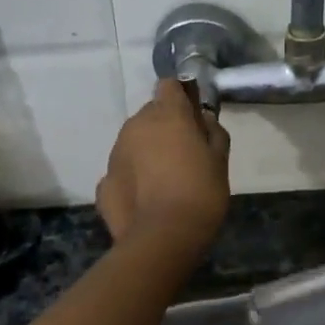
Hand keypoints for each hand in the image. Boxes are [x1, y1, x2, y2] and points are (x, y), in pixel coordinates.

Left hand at [96, 79, 231, 252]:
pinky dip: (133, 177)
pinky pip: (123, 170)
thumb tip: (203, 119)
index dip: (181, 97)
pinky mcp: (104, 181)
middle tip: (184, 154)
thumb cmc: (200, 193)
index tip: (193, 116)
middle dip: (165, 126)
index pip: (169, 85)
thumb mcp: (220, 160)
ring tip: (165, 180)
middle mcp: (136, 125)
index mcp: (167, 114)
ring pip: (134, 141)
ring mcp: (115, 153)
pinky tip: (146, 198)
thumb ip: (213, 132)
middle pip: (151, 114)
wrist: (162, 239)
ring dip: (147, 151)